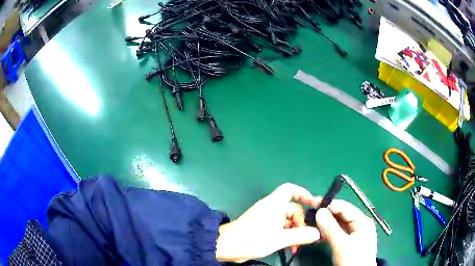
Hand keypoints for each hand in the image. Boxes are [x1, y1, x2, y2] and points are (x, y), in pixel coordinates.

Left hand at [216, 183, 320, 262]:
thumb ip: (300, 236)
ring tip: (297, 247)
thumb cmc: (253, 239)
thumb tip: (318, 233)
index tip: (314, 205)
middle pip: (293, 210)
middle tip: (306, 237)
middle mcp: (271, 208)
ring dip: (294, 233)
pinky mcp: (264, 228)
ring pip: (288, 222)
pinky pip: (281, 229)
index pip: (290, 190)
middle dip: (301, 223)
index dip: (303, 193)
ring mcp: (267, 219)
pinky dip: (287, 237)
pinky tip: (290, 248)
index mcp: (274, 204)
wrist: (227, 246)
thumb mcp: (279, 239)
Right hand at [315, 199, 377, 265]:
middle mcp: (361, 223)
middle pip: (342, 214)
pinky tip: (321, 234)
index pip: (344, 207)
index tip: (313, 204)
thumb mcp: (341, 245)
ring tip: (313, 224)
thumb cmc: (353, 260)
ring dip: (327, 224)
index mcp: (363, 221)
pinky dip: (330, 231)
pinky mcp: (351, 240)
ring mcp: (356, 232)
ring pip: (340, 223)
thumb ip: (330, 228)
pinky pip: (339, 231)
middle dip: (327, 215)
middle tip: (310, 216)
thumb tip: (319, 211)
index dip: (329, 205)